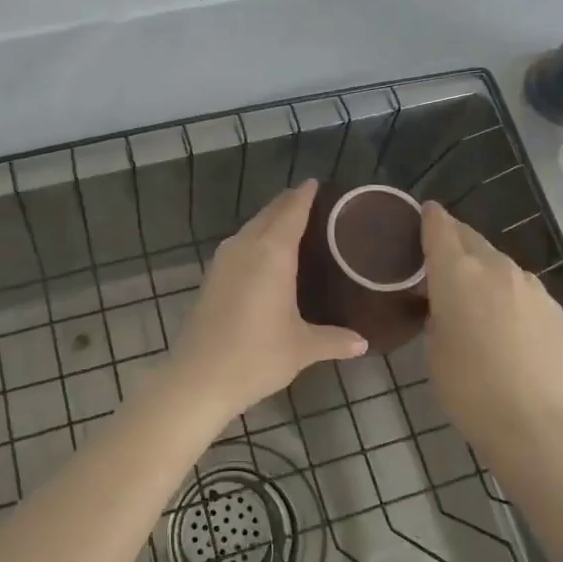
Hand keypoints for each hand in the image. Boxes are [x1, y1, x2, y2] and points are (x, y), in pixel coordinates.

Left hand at [159, 180, 367, 421]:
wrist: (199, 377)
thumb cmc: (256, 356)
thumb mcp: (302, 348)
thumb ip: (334, 340)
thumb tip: (363, 342)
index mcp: (272, 253)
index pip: (291, 211)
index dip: (305, 195)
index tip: (318, 183)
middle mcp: (245, 247)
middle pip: (269, 214)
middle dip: (289, 204)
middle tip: (312, 203)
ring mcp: (223, 260)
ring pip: (251, 228)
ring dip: (270, 221)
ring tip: (293, 226)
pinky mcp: (211, 276)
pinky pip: (239, 245)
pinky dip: (256, 240)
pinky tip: (265, 256)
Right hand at [420, 201, 562, 463]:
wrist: (537, 425)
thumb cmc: (469, 389)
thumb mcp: (433, 348)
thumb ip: (436, 312)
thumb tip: (447, 304)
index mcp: (457, 272)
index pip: (439, 226)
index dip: (428, 216)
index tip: (421, 215)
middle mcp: (495, 266)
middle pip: (469, 237)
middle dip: (453, 241)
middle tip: (437, 260)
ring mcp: (530, 285)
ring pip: (497, 261)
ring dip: (481, 267)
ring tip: (471, 294)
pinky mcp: (553, 306)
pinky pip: (521, 286)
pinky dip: (506, 291)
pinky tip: (503, 320)